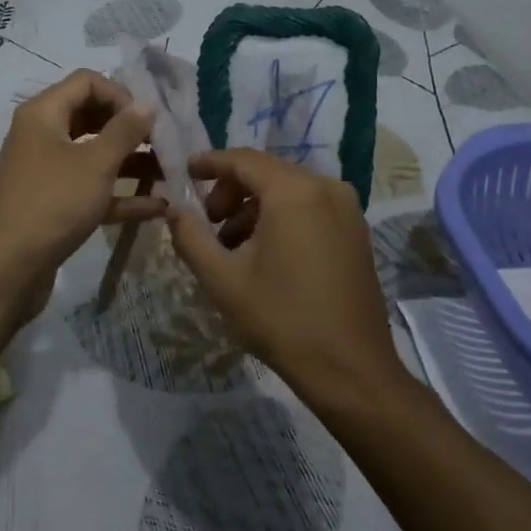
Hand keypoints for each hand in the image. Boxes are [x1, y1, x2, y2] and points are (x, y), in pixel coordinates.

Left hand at [0, 70, 166, 287]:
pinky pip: (91, 191)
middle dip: (130, 129)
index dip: (121, 94)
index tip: (148, 120)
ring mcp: (47, 173)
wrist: (6, 270)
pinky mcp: (53, 206)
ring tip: (170, 174)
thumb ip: (125, 131)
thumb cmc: (52, 203)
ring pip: (94, 157)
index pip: (87, 82)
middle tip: (165, 145)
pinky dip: (120, 196)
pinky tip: (157, 208)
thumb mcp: (96, 163)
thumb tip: (147, 104)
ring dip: (131, 163)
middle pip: (92, 117)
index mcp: (44, 114)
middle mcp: (42, 136)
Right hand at [167, 150, 400, 401]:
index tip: (184, 172)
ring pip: (288, 189)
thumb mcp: (222, 280)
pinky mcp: (356, 230)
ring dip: (254, 207)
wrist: (350, 370)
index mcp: (293, 192)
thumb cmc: (282, 319)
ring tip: (233, 246)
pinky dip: (281, 217)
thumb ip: (190, 236)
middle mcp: (325, 187)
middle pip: (266, 171)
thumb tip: (173, 208)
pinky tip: (266, 254)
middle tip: (207, 222)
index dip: (209, 163)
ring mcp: (347, 208)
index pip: (242, 160)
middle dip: (230, 190)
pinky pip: (310, 206)